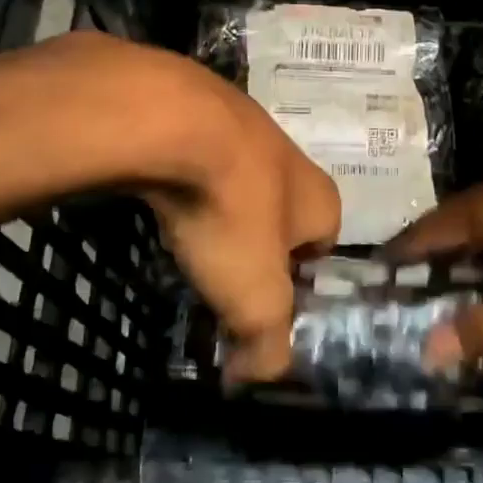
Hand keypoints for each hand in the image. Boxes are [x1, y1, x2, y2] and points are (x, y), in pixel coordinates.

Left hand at [60, 35, 340, 381]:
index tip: (260, 298)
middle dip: (253, 240)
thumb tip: (261, 376)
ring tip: (185, 233)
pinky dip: (182, 176)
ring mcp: (242, 123)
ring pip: (236, 178)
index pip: (324, 244)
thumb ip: (267, 346)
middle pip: (279, 210)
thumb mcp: (255, 299)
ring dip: (217, 204)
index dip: (296, 277)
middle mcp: (290, 156)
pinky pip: (195, 153)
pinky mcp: (194, 105)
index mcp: (320, 198)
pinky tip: (159, 192)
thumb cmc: (230, 214)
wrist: (171, 122)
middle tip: (218, 270)